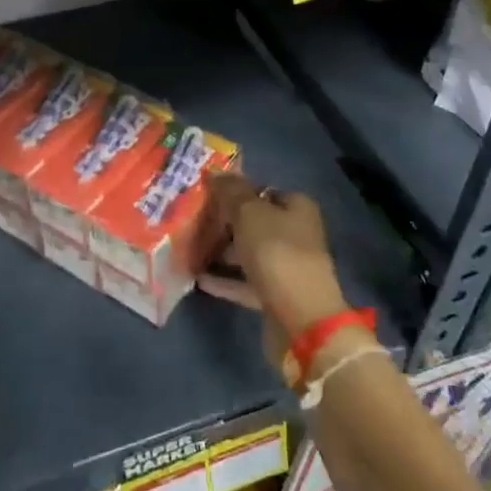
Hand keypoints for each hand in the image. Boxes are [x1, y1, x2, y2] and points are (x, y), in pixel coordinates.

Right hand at [198, 174, 352, 371]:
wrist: (301, 319)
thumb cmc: (277, 253)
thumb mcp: (249, 213)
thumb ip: (231, 192)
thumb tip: (216, 172)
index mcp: (297, 208)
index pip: (263, 191)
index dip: (236, 191)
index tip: (207, 195)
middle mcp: (296, 234)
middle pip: (255, 222)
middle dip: (225, 223)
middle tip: (193, 222)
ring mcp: (287, 267)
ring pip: (249, 253)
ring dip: (222, 252)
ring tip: (190, 250)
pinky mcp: (277, 296)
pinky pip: (245, 282)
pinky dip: (225, 280)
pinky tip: (199, 278)